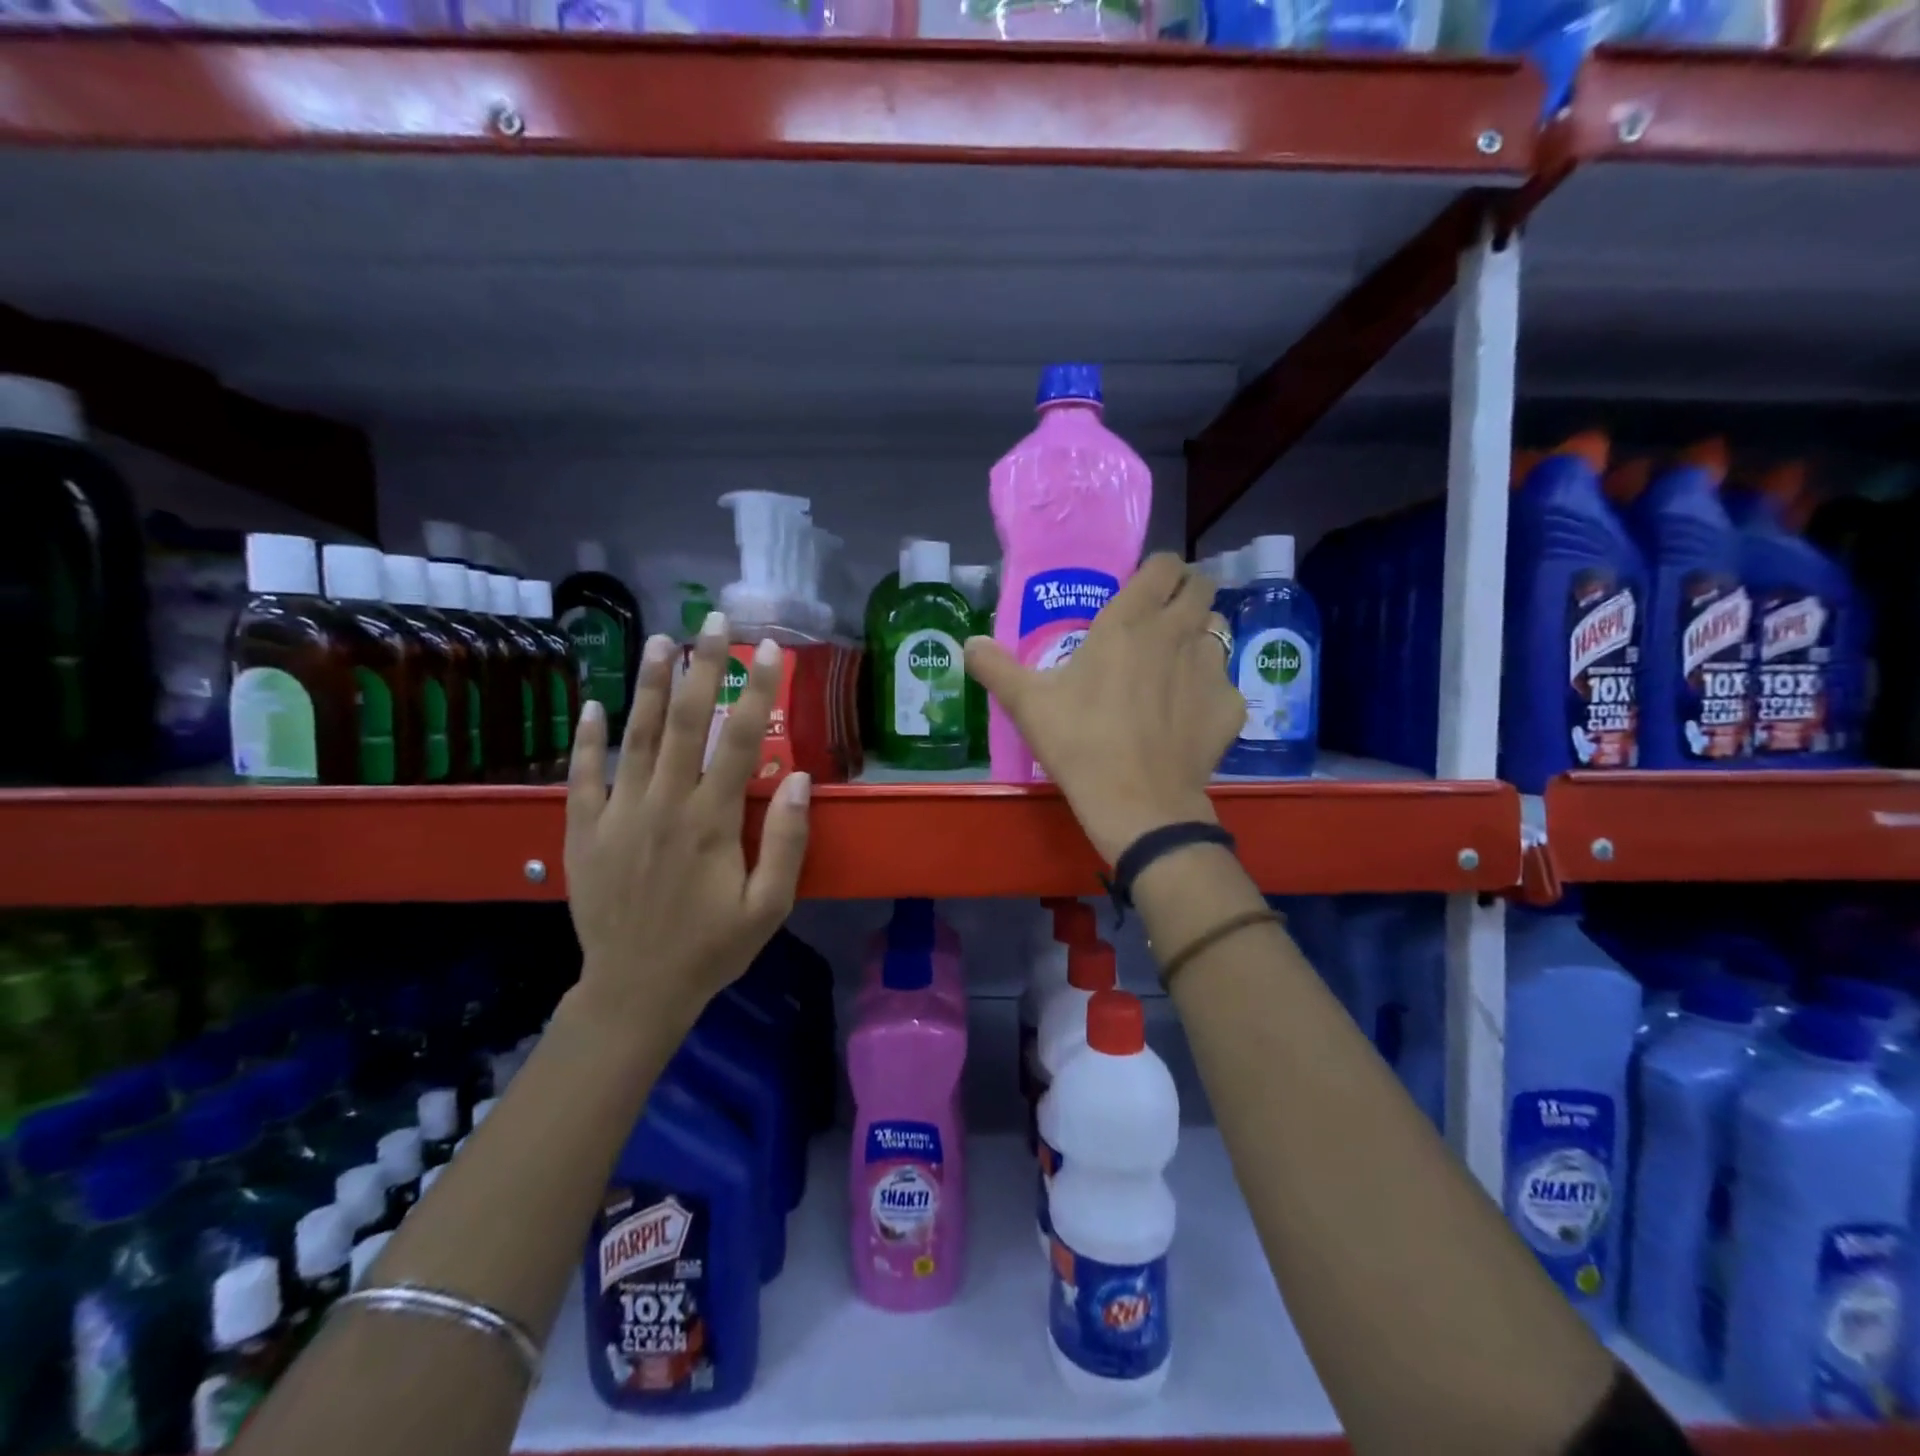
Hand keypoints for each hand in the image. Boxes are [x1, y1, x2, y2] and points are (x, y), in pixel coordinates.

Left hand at [562, 613, 811, 1037]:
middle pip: (683, 722)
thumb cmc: (712, 948)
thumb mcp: (768, 906)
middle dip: (701, 667)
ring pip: (633, 737)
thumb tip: (799, 779)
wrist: (635, 991)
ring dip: (646, 684)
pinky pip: (583, 776)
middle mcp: (664, 805)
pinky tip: (593, 703)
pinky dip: (587, 738)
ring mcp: (617, 815)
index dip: (758, 692)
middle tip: (712, 620)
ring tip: (658, 639)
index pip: (740, 741)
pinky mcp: (583, 831)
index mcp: (711, 821)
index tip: (770, 650)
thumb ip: (786, 842)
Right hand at [965, 553, 1242, 862]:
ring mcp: (1211, 668)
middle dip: (1186, 594)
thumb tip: (968, 643)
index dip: (1157, 570)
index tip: (1143, 587)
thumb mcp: (1027, 703)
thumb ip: (995, 666)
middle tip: (1161, 619)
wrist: (1137, 803)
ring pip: (1217, 632)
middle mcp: (1178, 632)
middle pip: (1201, 587)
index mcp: (1130, 621)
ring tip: (1175, 665)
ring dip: (1199, 638)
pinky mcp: (1231, 706)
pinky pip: (1224, 683)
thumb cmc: (1079, 742)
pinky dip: (1209, 691)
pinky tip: (1187, 716)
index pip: (1163, 566)